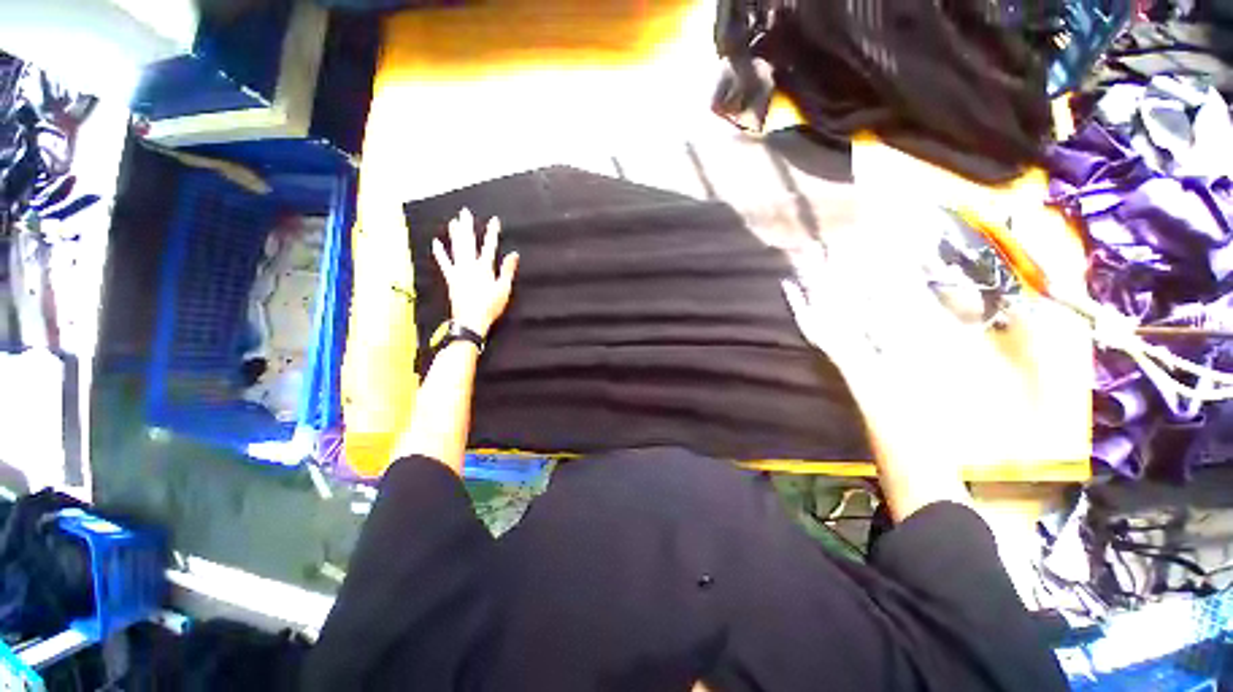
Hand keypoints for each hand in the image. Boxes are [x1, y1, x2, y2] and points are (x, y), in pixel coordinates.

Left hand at [432, 207, 519, 336]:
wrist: (471, 320)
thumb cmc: (490, 306)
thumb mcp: (504, 289)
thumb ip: (507, 270)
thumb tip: (514, 253)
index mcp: (484, 267)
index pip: (490, 246)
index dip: (492, 232)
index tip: (494, 220)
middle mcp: (470, 265)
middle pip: (468, 242)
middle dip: (467, 226)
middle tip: (464, 211)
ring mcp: (458, 271)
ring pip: (456, 249)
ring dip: (454, 234)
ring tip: (453, 221)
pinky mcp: (451, 279)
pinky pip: (444, 263)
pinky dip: (440, 253)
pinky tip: (436, 243)